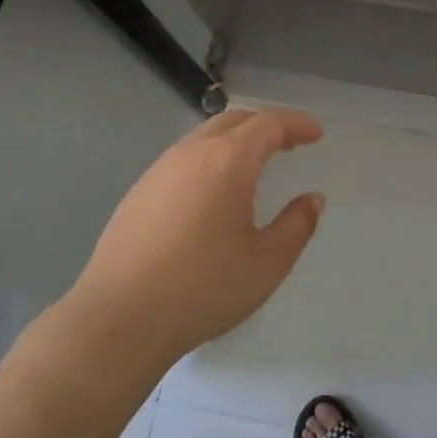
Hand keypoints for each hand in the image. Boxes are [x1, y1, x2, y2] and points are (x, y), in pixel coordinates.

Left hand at [66, 108, 325, 371]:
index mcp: (228, 160)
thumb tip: (311, 199)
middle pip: (234, 120)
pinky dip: (210, 159)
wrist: (120, 318)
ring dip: (236, 140)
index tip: (316, 134)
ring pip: (204, 137)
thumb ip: (297, 225)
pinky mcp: (138, 192)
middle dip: (266, 125)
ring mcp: (159, 170)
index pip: (269, 123)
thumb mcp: (267, 263)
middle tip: (290, 144)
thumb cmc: (203, 287)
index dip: (297, 124)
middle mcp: (192, 153)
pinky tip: (213, 192)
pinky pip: (183, 159)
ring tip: (255, 164)